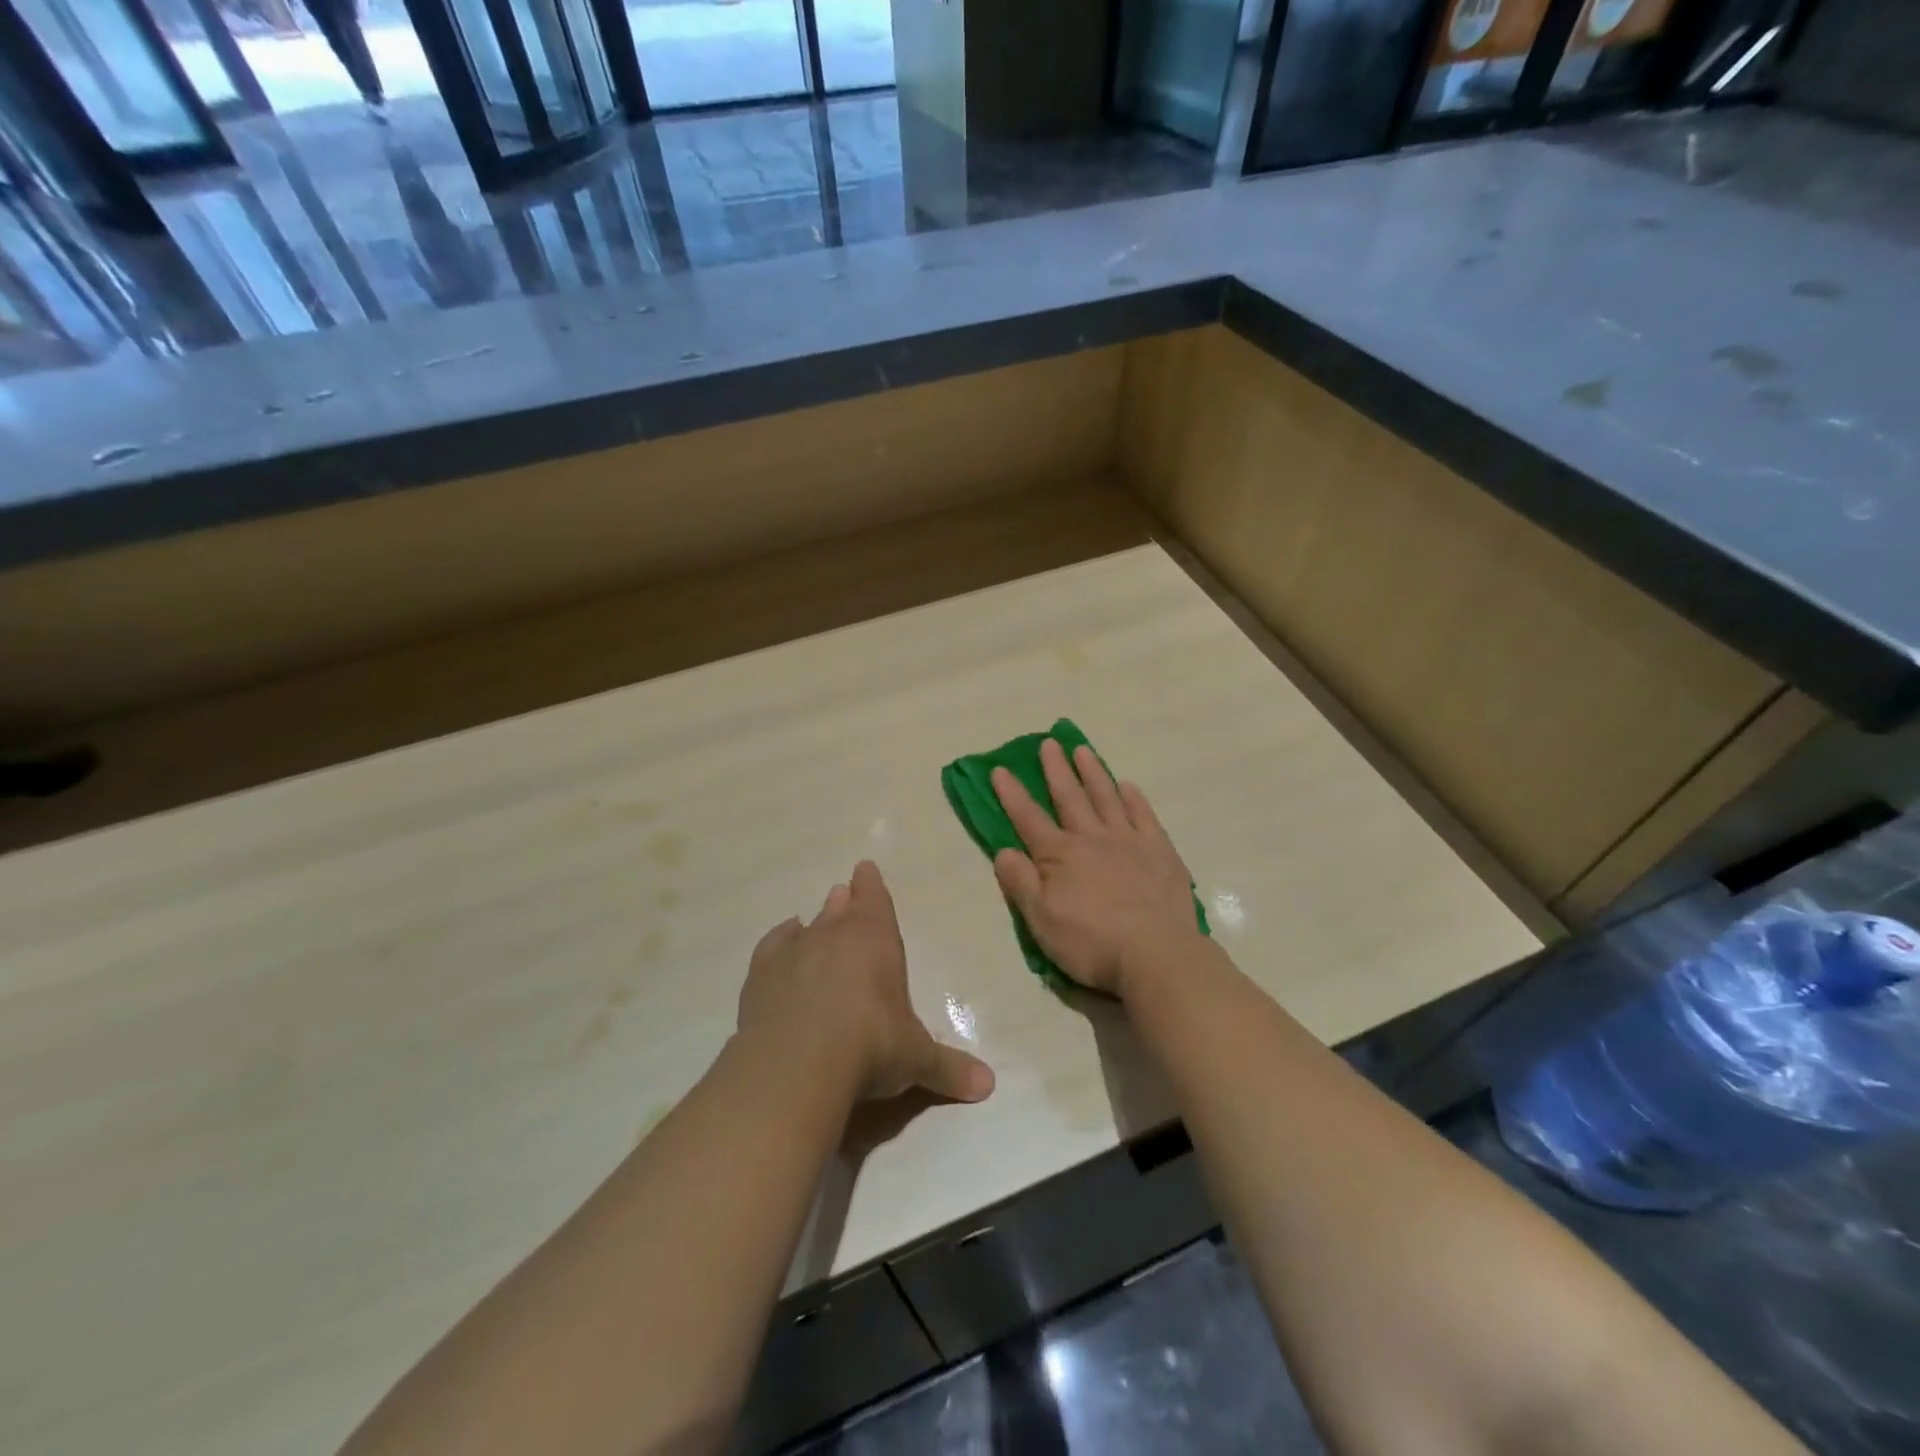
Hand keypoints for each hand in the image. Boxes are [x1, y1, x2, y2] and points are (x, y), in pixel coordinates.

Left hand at [739, 861, 995, 1104]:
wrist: (798, 1063)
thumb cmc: (871, 1046)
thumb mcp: (915, 1059)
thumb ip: (948, 1068)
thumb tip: (988, 1085)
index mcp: (876, 940)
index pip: (875, 900)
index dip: (872, 886)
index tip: (865, 868)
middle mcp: (834, 934)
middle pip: (840, 909)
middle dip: (845, 902)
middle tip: (842, 892)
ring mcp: (794, 952)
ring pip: (807, 925)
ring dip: (814, 921)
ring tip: (814, 917)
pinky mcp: (761, 975)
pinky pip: (773, 946)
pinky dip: (779, 941)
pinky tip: (783, 941)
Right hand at [991, 739, 1200, 997]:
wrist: (1156, 954)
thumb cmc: (1091, 942)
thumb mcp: (1041, 920)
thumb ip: (1020, 882)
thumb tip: (1003, 850)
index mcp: (1060, 855)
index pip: (1028, 818)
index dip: (1012, 794)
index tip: (1000, 769)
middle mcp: (1092, 838)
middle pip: (1069, 797)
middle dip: (1056, 769)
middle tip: (1049, 743)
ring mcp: (1129, 841)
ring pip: (1106, 797)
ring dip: (1092, 773)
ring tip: (1082, 750)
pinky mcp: (1160, 851)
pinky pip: (1144, 816)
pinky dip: (1134, 798)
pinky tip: (1128, 786)